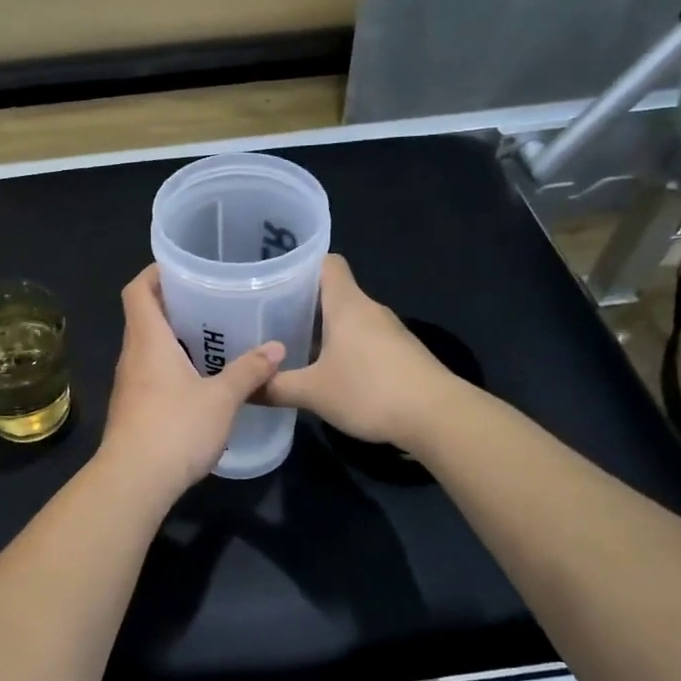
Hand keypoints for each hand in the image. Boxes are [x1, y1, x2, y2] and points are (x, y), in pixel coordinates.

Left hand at [99, 265, 283, 498]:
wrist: (134, 481)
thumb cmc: (175, 428)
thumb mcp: (221, 399)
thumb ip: (248, 371)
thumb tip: (276, 347)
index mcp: (148, 340)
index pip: (138, 290)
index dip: (155, 272)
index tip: (183, 267)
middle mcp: (132, 355)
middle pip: (144, 315)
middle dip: (173, 303)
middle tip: (211, 298)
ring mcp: (129, 383)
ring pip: (148, 346)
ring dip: (174, 336)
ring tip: (212, 335)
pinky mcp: (133, 407)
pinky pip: (151, 371)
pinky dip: (172, 364)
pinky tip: (201, 377)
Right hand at [262, 255, 454, 447]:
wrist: (437, 417)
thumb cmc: (370, 390)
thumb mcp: (313, 392)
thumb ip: (275, 387)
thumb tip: (243, 389)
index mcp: (346, 304)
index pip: (326, 263)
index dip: (301, 265)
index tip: (274, 278)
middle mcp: (369, 310)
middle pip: (334, 292)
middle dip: (302, 303)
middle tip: (269, 318)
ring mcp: (389, 332)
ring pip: (348, 319)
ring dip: (323, 329)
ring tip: (291, 346)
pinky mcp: (400, 355)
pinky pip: (363, 340)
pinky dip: (343, 349)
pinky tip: (327, 372)